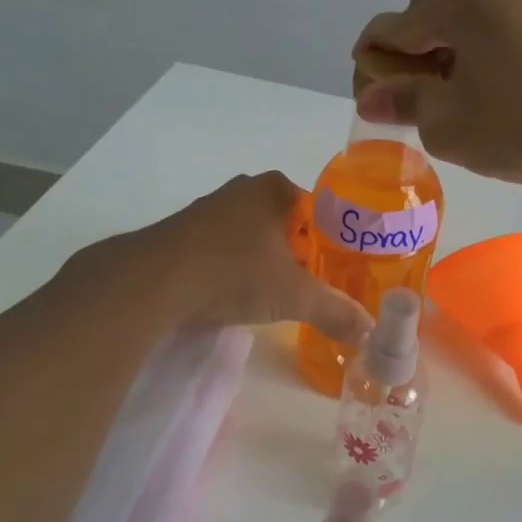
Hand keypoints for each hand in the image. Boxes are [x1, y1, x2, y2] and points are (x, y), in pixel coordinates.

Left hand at [149, 172, 373, 342]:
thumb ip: (334, 311)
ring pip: (253, 235)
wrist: (152, 281)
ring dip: (265, 261)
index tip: (337, 272)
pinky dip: (234, 266)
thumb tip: (370, 332)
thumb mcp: (293, 296)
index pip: (320, 210)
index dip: (332, 242)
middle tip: (310, 286)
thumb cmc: (234, 272)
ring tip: (274, 294)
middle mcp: (243, 189)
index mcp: (275, 189)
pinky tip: (234, 293)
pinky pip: (223, 246)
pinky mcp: (183, 231)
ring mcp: (209, 208)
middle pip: (287, 223)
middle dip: (299, 253)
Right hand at [352, 0, 521, 188]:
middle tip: (417, 102)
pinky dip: (482, 48)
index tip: (374, 103)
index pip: (391, 27)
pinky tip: (492, 87)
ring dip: (448, 50)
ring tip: (456, 97)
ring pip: (466, 16)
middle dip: (412, 54)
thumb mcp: (451, 124)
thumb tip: (372, 96)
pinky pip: (499, 22)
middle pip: (428, 11)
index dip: (372, 66)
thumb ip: (404, 103)